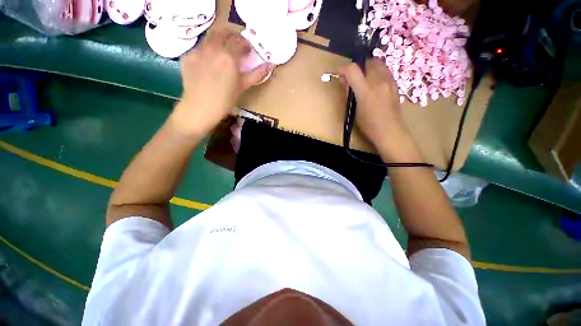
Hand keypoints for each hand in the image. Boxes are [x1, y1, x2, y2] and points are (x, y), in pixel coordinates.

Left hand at [171, 29, 272, 135]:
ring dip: (219, 41)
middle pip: (224, 32)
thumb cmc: (225, 100)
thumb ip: (257, 74)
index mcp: (229, 56)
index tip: (248, 51)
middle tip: (236, 47)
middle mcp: (213, 48)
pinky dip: (207, 51)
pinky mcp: (188, 56)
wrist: (201, 107)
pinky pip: (200, 48)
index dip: (245, 44)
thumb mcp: (243, 86)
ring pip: (211, 37)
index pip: (239, 40)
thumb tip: (270, 65)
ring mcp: (198, 50)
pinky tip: (209, 63)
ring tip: (223, 54)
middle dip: (232, 37)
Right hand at [338, 59, 421, 161]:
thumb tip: (345, 82)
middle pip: (367, 61)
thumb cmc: (369, 125)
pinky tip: (375, 83)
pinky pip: (385, 70)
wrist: (390, 131)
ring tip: (364, 78)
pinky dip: (377, 72)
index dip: (343, 68)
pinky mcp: (395, 84)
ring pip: (378, 63)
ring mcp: (389, 81)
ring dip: (368, 67)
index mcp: (365, 91)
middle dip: (358, 66)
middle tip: (353, 77)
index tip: (340, 73)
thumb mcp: (354, 111)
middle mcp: (378, 81)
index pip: (352, 69)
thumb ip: (350, 94)